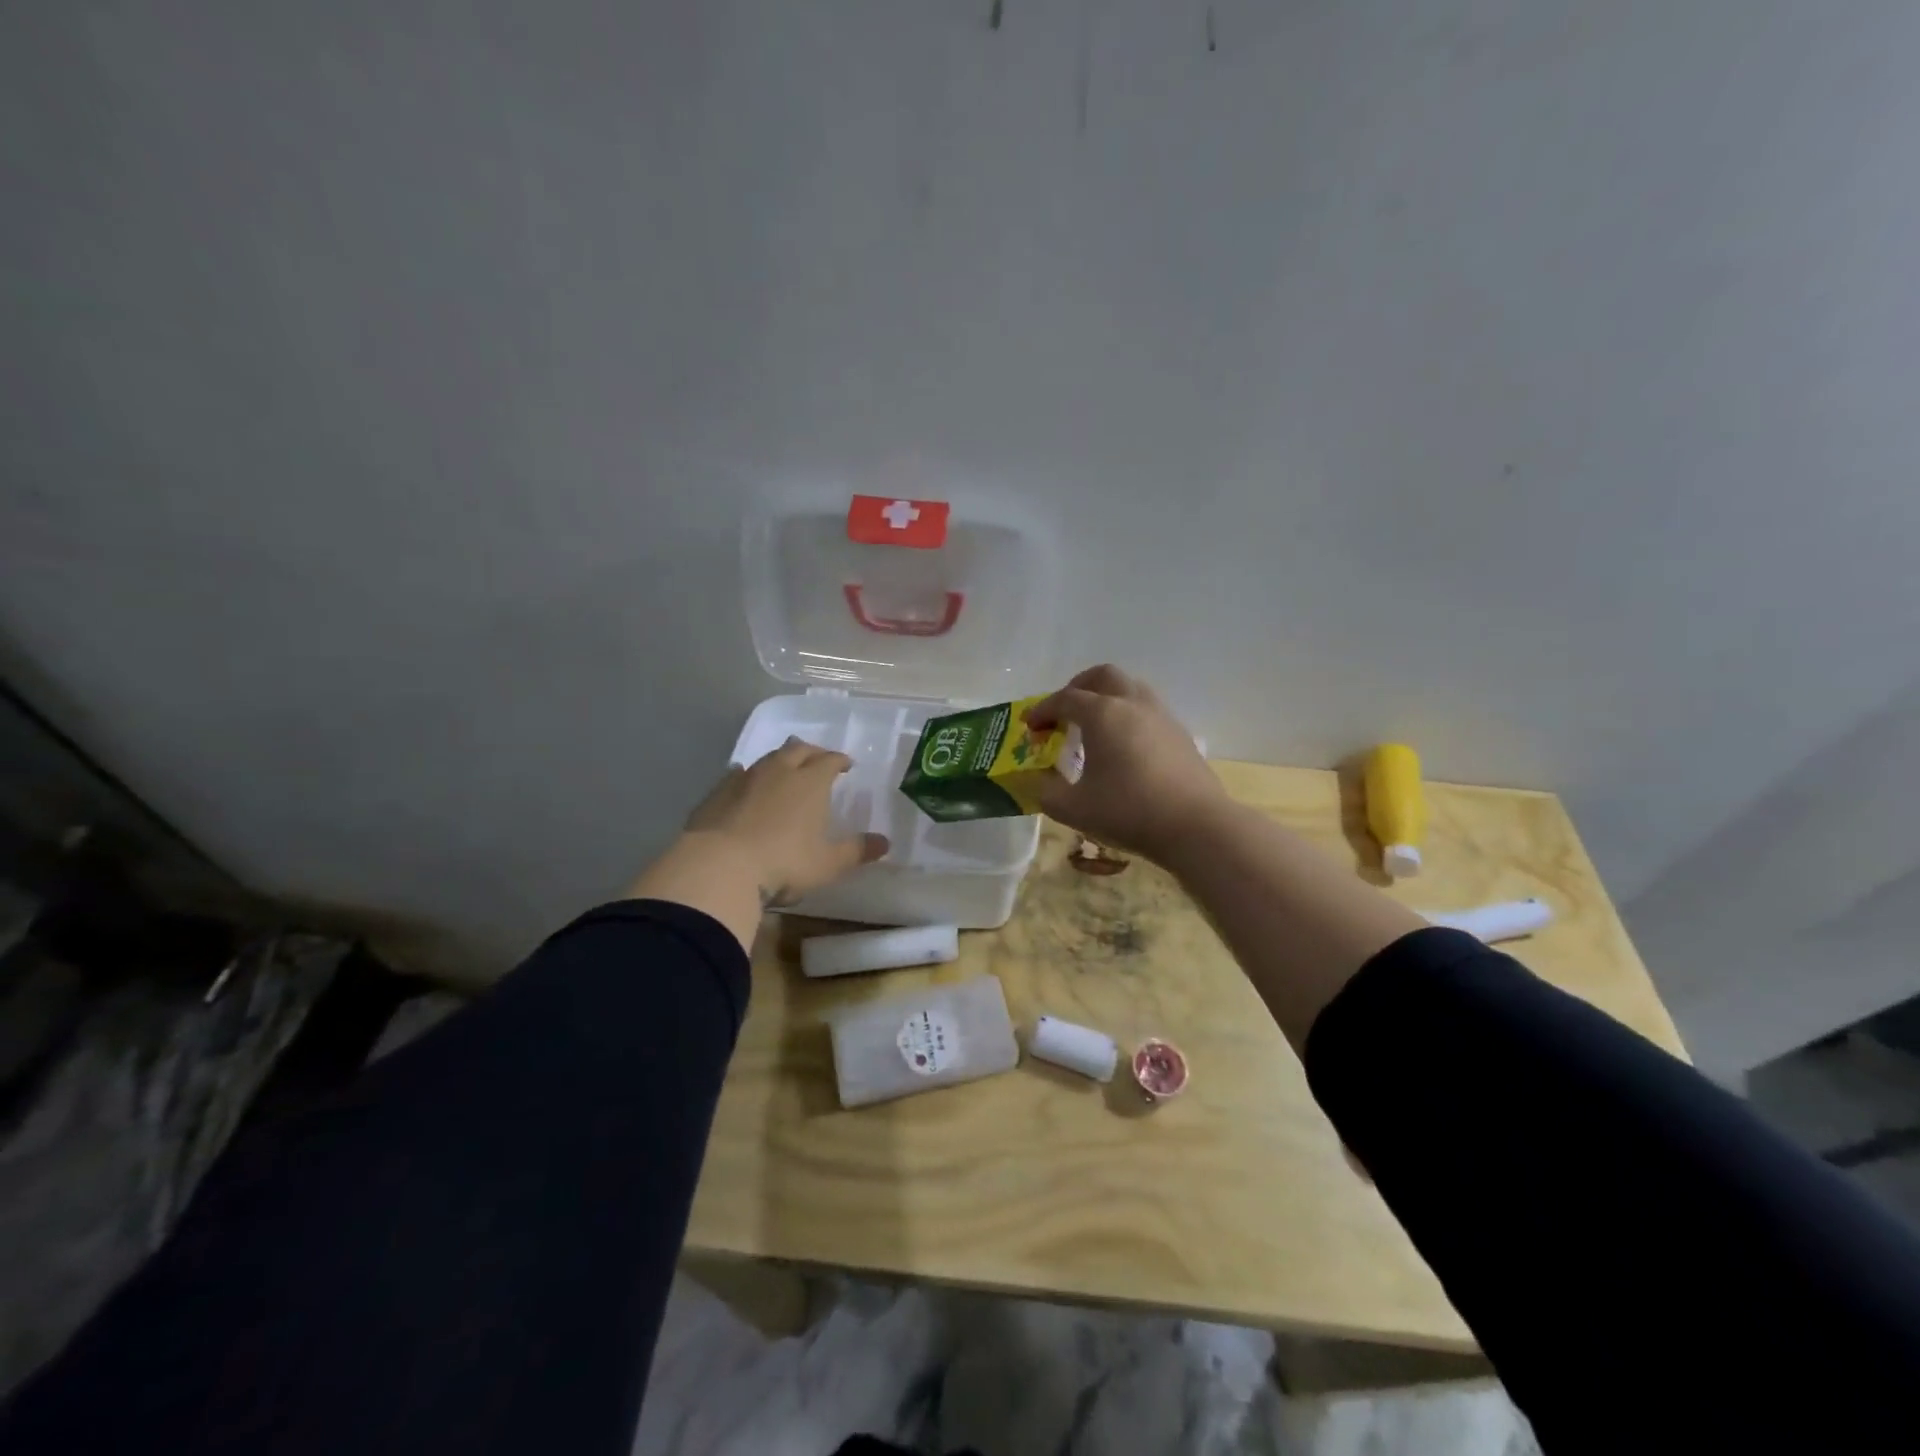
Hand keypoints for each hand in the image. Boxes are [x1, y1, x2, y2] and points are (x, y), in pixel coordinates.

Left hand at [682, 737, 888, 904]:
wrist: (719, 867)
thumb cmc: (783, 863)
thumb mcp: (827, 863)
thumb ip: (856, 851)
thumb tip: (885, 843)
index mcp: (810, 782)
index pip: (830, 760)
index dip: (839, 760)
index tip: (846, 765)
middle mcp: (779, 771)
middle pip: (798, 750)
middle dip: (811, 751)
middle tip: (818, 759)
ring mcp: (745, 778)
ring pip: (768, 758)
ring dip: (780, 759)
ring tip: (785, 768)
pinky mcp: (717, 792)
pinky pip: (738, 774)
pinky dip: (749, 775)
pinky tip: (746, 782)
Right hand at [1023, 665, 1229, 862]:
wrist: (1195, 826)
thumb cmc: (1128, 811)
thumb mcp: (1072, 808)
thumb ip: (1046, 791)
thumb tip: (1039, 781)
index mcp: (1102, 713)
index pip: (1065, 699)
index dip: (1042, 710)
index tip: (1030, 726)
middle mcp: (1132, 704)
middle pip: (1103, 676)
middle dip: (1078, 687)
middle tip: (1064, 712)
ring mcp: (1162, 717)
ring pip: (1131, 689)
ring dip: (1108, 698)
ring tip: (1095, 726)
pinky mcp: (1181, 735)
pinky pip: (1148, 711)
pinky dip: (1129, 717)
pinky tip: (1125, 747)